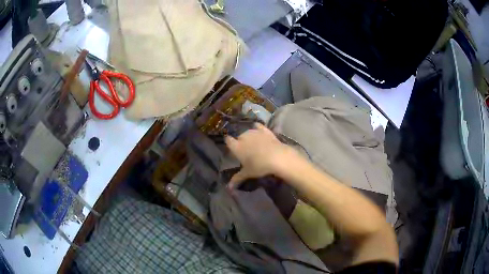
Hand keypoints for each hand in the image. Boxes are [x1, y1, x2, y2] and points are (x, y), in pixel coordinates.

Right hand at [225, 123, 294, 188]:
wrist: (277, 157)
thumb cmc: (259, 166)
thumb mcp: (247, 173)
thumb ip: (237, 179)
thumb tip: (228, 188)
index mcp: (236, 146)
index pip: (228, 140)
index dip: (229, 143)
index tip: (231, 148)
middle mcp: (243, 136)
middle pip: (238, 137)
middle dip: (240, 142)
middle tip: (245, 151)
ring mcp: (255, 132)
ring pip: (248, 132)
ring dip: (249, 136)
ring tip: (253, 143)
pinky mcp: (265, 130)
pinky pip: (259, 127)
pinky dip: (258, 128)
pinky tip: (258, 129)